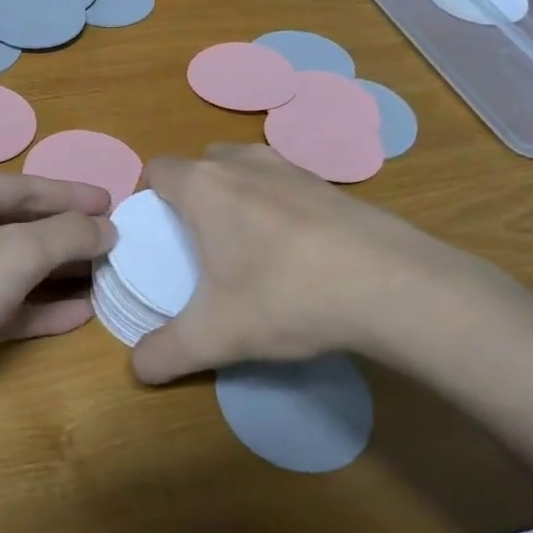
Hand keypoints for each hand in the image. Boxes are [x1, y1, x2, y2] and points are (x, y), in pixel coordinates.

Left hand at [0, 173, 114, 431]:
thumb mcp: (15, 251)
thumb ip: (68, 235)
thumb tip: (108, 227)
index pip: (28, 187)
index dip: (72, 194)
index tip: (116, 201)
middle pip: (26, 227)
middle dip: (72, 236)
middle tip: (122, 242)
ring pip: (21, 269)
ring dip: (63, 274)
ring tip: (113, 275)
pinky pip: (12, 306)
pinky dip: (45, 308)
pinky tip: (84, 312)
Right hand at [131, 145, 506, 384]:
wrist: (393, 286)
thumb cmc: (285, 296)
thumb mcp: (215, 336)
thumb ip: (166, 352)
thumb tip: (138, 370)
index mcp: (204, 186)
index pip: (157, 169)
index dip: (147, 196)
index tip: (153, 233)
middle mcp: (243, 163)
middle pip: (201, 164)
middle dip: (191, 195)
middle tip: (196, 242)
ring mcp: (292, 167)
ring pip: (245, 168)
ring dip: (235, 195)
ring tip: (245, 244)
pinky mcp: (331, 185)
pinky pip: (285, 185)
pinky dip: (277, 206)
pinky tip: (295, 251)